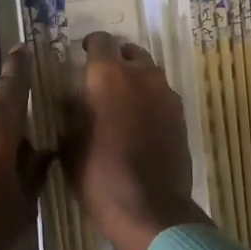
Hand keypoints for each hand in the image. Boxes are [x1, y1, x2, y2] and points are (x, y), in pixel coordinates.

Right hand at [61, 31, 209, 249]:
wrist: (148, 208)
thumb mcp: (69, 143)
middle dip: (116, 60)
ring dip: (135, 79)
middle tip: (101, 80)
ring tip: (120, 100)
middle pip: (130, 52)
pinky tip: (139, 120)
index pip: (100, 41)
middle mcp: (141, 76)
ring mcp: (166, 95)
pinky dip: (150, 99)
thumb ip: (72, 112)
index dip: (89, 46)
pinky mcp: (180, 116)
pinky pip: (162, 95)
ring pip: (149, 73)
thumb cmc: (98, 175)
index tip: (81, 56)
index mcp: (107, 76)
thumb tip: (73, 97)